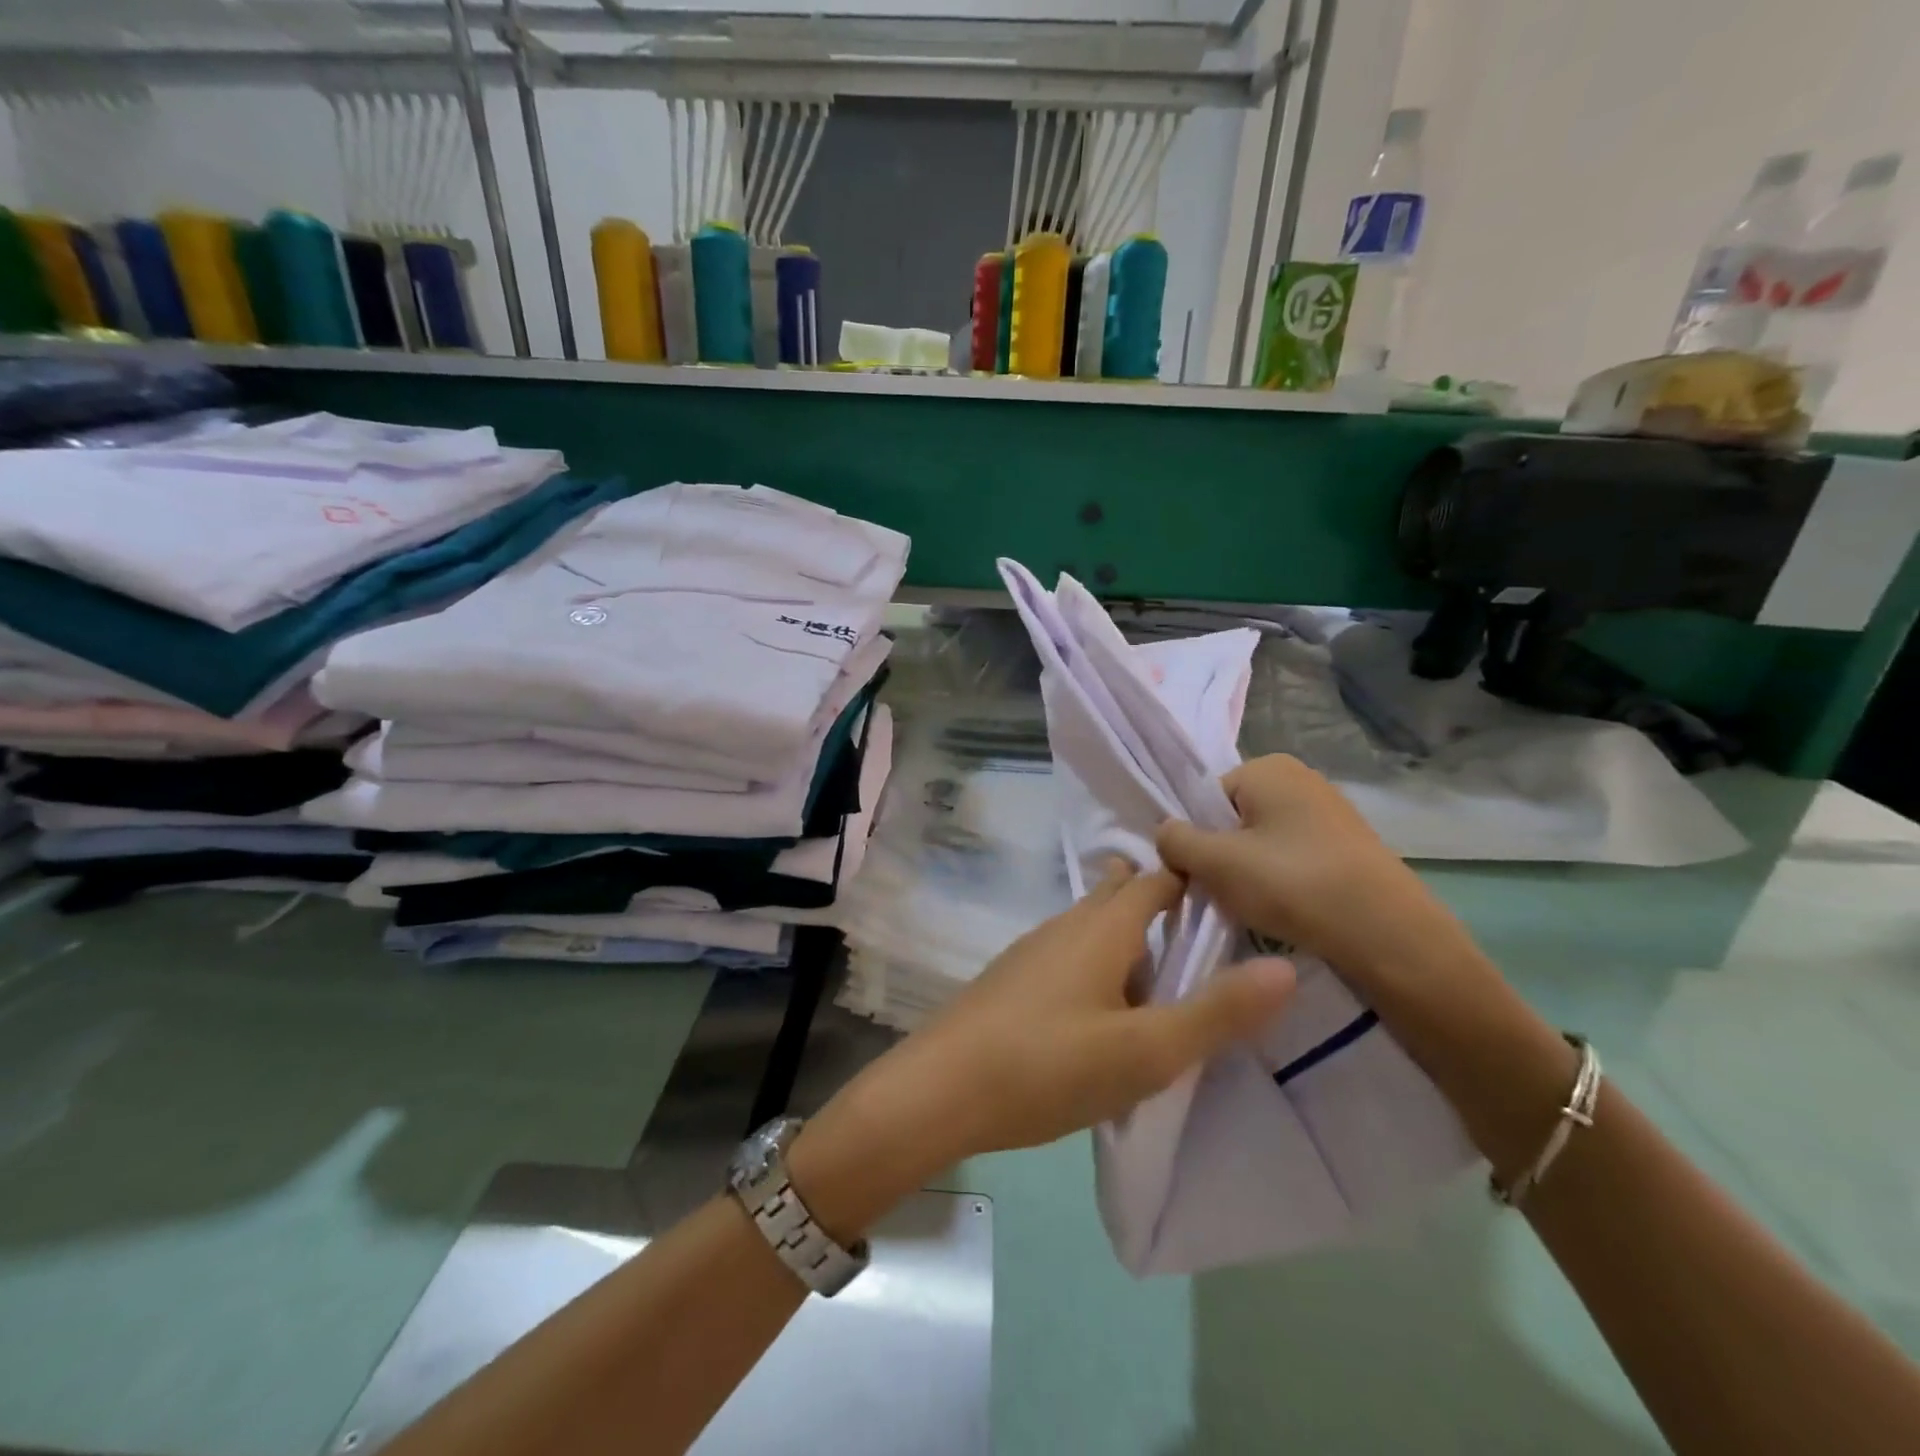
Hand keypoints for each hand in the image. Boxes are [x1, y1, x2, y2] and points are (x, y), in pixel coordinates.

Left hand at [792, 863, 1295, 1239]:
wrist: (940, 1089)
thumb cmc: (1048, 1065)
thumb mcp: (1146, 1051)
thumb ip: (1217, 1012)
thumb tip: (1285, 969)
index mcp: (1102, 927)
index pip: (1157, 881)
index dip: (1194, 881)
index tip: (1234, 896)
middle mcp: (1066, 925)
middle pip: (1120, 897)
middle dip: (1159, 908)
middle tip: (1206, 941)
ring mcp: (1034, 951)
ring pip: (1093, 930)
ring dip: (1129, 943)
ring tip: (1166, 982)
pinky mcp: (1013, 980)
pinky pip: (1070, 957)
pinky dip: (1100, 968)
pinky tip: (1106, 1012)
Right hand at [1156, 754, 1475, 989]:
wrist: (1390, 936)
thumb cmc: (1293, 885)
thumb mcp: (1216, 863)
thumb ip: (1175, 841)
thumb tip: (1165, 833)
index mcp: (1268, 767)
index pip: (1205, 800)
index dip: (1195, 839)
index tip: (1199, 877)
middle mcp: (1301, 778)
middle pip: (1233, 820)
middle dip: (1222, 857)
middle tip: (1225, 896)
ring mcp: (1330, 812)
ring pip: (1262, 843)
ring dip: (1250, 874)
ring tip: (1258, 909)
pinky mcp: (1350, 847)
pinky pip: (1294, 859)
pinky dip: (1283, 883)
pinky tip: (1289, 912)